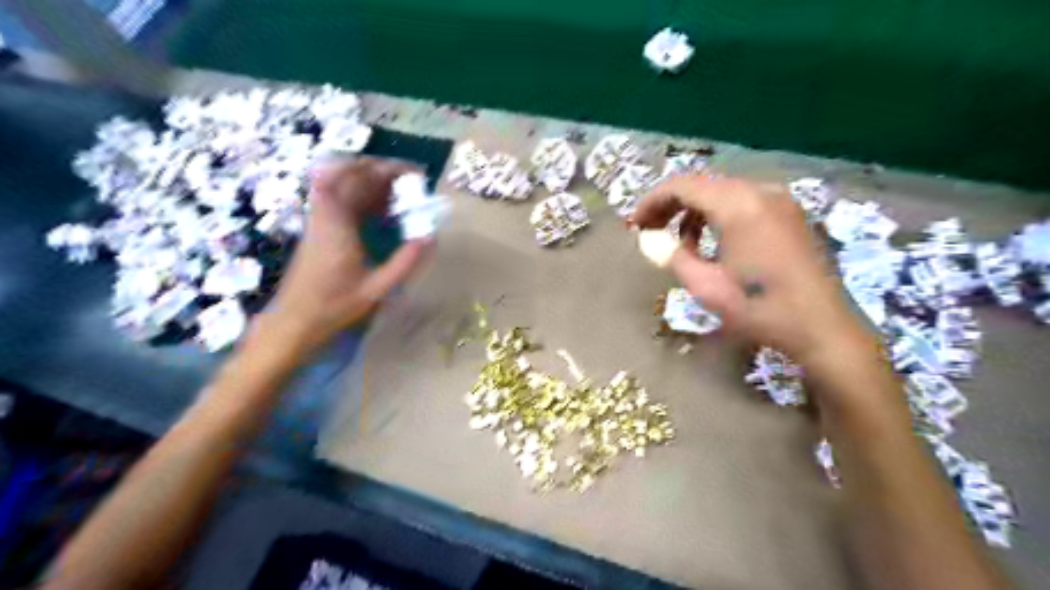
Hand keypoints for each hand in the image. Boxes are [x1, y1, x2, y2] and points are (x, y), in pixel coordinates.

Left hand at [266, 156, 433, 353]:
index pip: (355, 178)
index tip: (409, 173)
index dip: (381, 168)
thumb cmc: (334, 307)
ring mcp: (320, 220)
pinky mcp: (320, 228)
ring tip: (402, 195)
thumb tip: (430, 237)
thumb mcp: (377, 289)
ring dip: (374, 183)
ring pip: (345, 185)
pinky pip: (342, 200)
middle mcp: (325, 215)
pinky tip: (383, 213)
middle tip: (412, 182)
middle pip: (349, 175)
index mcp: (337, 225)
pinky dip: (364, 197)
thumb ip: (405, 263)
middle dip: (382, 171)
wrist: (294, 320)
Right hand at [635, 176, 874, 369]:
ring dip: (695, 211)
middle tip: (650, 231)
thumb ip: (672, 256)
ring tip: (681, 243)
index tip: (635, 224)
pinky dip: (720, 215)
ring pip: (723, 192)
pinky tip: (714, 242)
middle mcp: (761, 191)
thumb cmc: (760, 309)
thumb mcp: (706, 286)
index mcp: (739, 205)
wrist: (823, 328)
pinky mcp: (790, 214)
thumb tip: (648, 238)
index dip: (652, 201)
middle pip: (703, 185)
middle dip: (672, 205)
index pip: (683, 185)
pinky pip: (745, 202)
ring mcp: (780, 200)